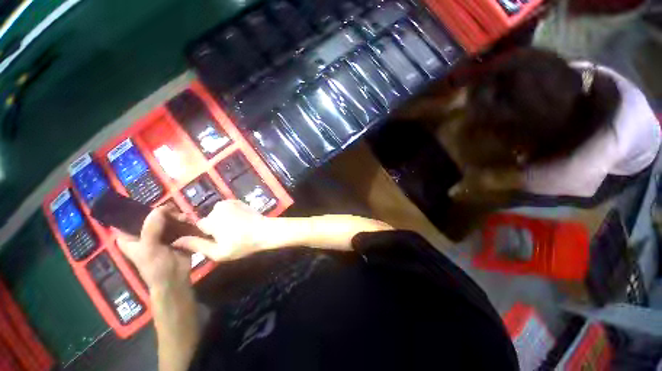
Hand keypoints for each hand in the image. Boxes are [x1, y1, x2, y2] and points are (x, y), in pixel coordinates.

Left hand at [116, 206, 191, 289]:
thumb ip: (152, 228)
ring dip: (178, 217)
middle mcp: (143, 233)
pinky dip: (184, 222)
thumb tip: (161, 208)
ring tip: (187, 219)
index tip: (157, 206)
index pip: (130, 216)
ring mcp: (160, 234)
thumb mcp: (149, 248)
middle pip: (153, 215)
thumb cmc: (155, 267)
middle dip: (166, 213)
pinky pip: (178, 224)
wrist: (175, 279)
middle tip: (178, 215)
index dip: (142, 209)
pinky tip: (190, 222)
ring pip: (167, 219)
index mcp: (129, 236)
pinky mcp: (174, 236)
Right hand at [173, 200, 267, 261]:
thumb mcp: (219, 252)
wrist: (265, 231)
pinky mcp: (237, 200)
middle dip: (214, 227)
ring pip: (217, 213)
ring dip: (223, 220)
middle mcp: (217, 208)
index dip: (205, 234)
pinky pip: (227, 208)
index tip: (215, 240)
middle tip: (229, 236)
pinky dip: (230, 213)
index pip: (197, 226)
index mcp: (211, 221)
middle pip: (208, 220)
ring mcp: (229, 202)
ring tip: (236, 228)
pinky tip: (240, 220)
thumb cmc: (243, 244)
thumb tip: (175, 241)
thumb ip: (197, 246)